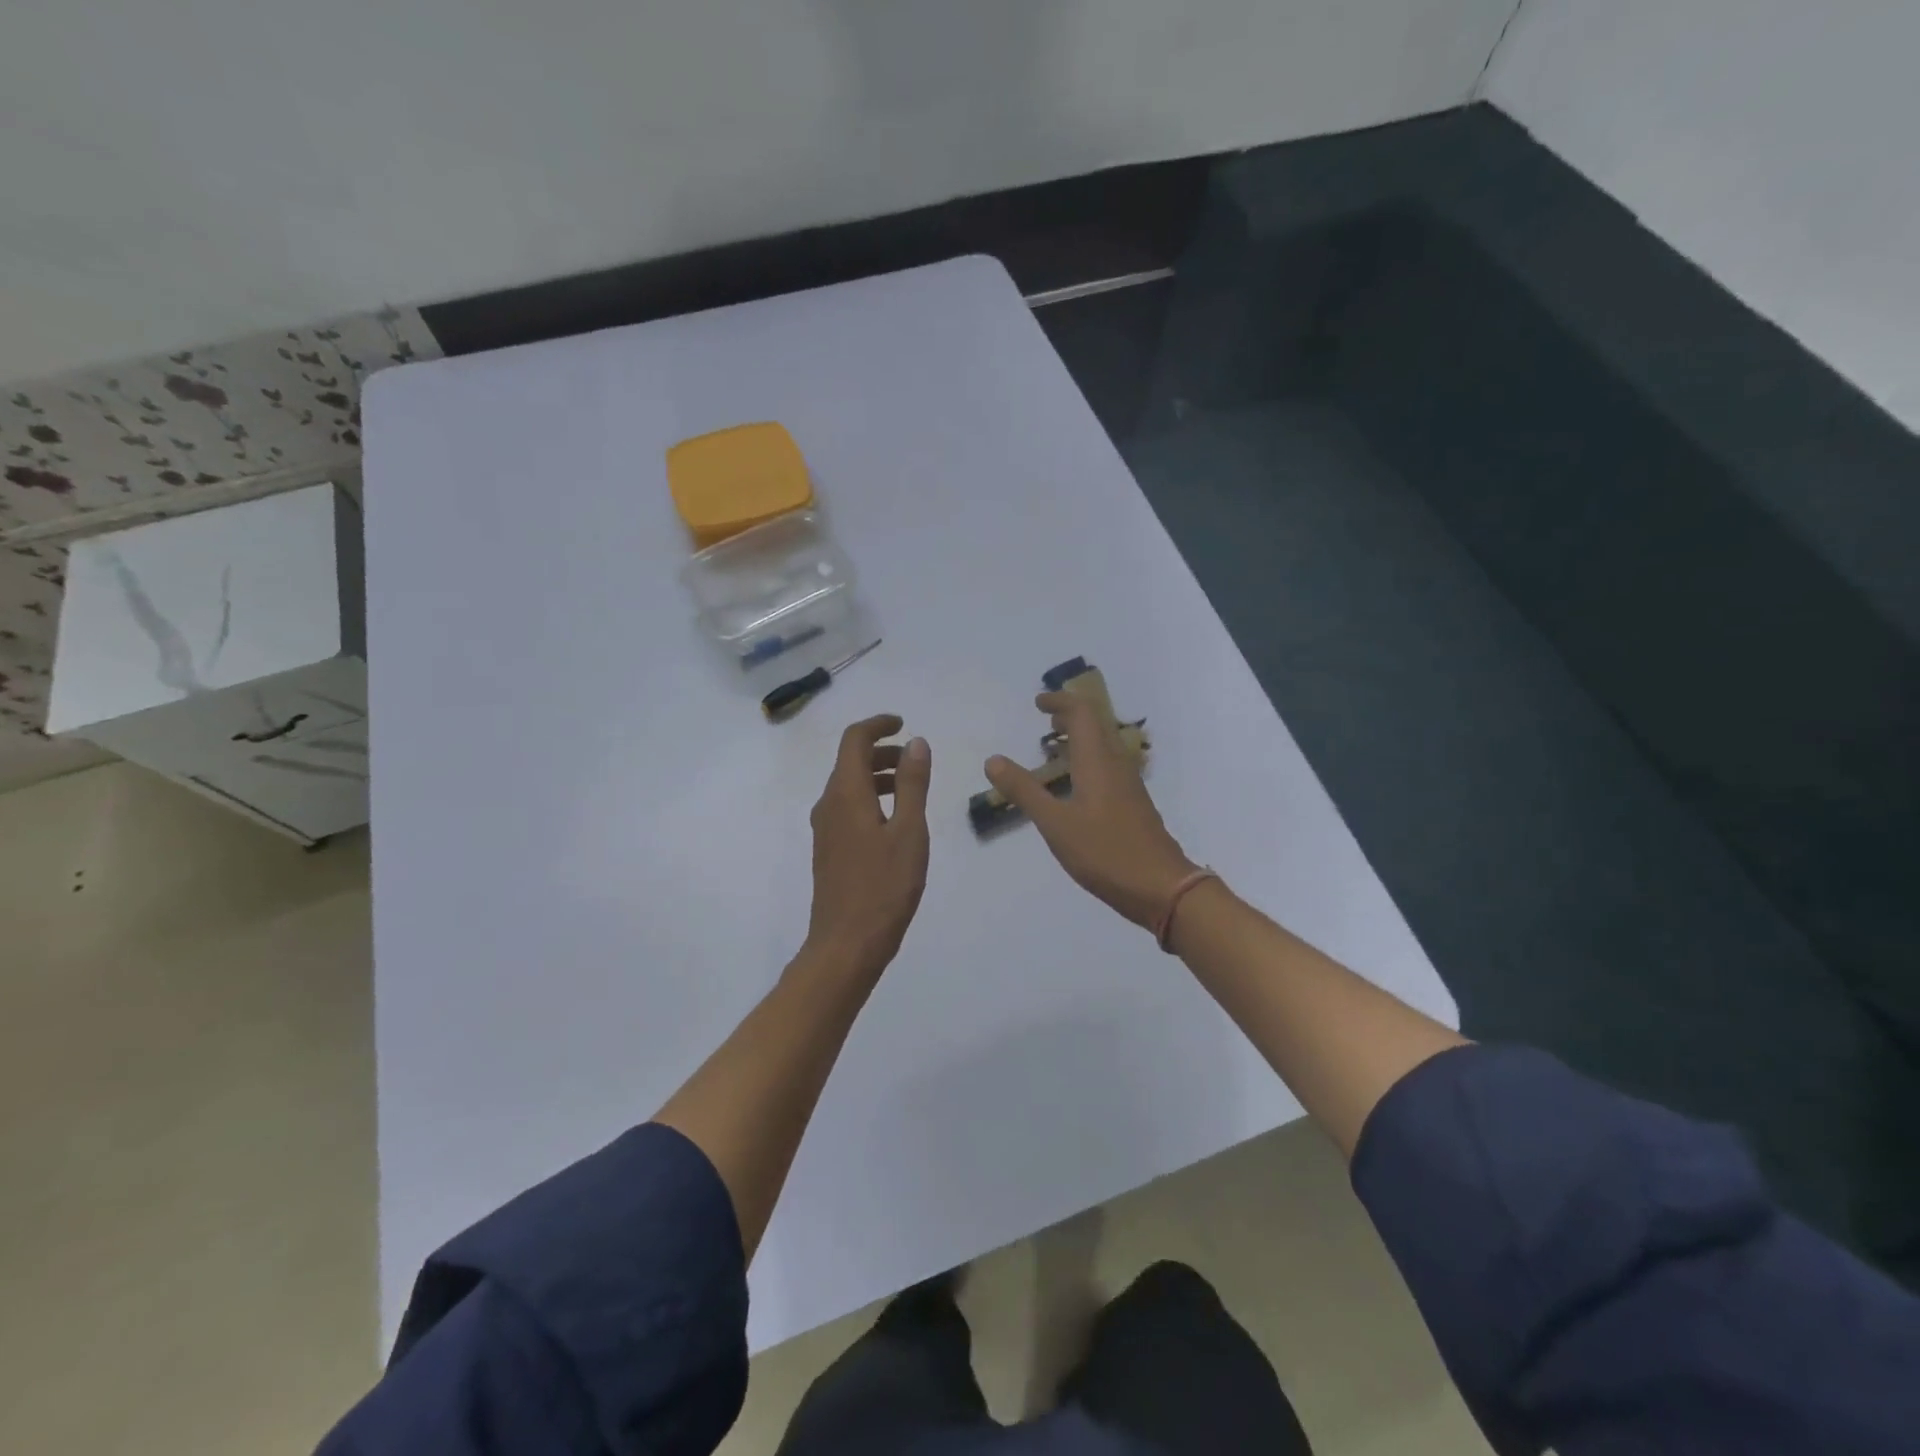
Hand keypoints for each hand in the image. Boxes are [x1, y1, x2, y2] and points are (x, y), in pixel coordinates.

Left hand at [804, 714, 931, 977]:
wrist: (846, 945)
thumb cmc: (884, 887)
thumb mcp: (909, 832)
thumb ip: (913, 784)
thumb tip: (917, 743)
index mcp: (845, 794)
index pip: (854, 740)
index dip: (878, 725)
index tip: (904, 724)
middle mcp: (828, 804)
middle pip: (850, 762)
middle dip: (883, 752)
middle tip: (916, 760)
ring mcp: (825, 829)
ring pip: (850, 786)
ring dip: (878, 777)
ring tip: (912, 789)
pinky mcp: (829, 850)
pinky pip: (848, 808)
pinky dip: (872, 799)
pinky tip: (896, 822)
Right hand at [985, 692, 1197, 928]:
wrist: (1161, 887)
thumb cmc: (1106, 852)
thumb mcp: (1056, 824)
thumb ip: (1025, 791)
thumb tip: (993, 760)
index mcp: (1098, 761)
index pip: (1082, 713)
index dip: (1060, 702)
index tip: (1038, 703)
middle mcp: (1116, 765)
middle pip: (1097, 725)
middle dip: (1070, 716)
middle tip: (1045, 720)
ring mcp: (1129, 785)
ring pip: (1104, 747)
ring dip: (1080, 738)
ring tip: (1053, 748)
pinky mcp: (1133, 804)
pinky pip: (1108, 767)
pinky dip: (1087, 761)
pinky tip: (1074, 786)